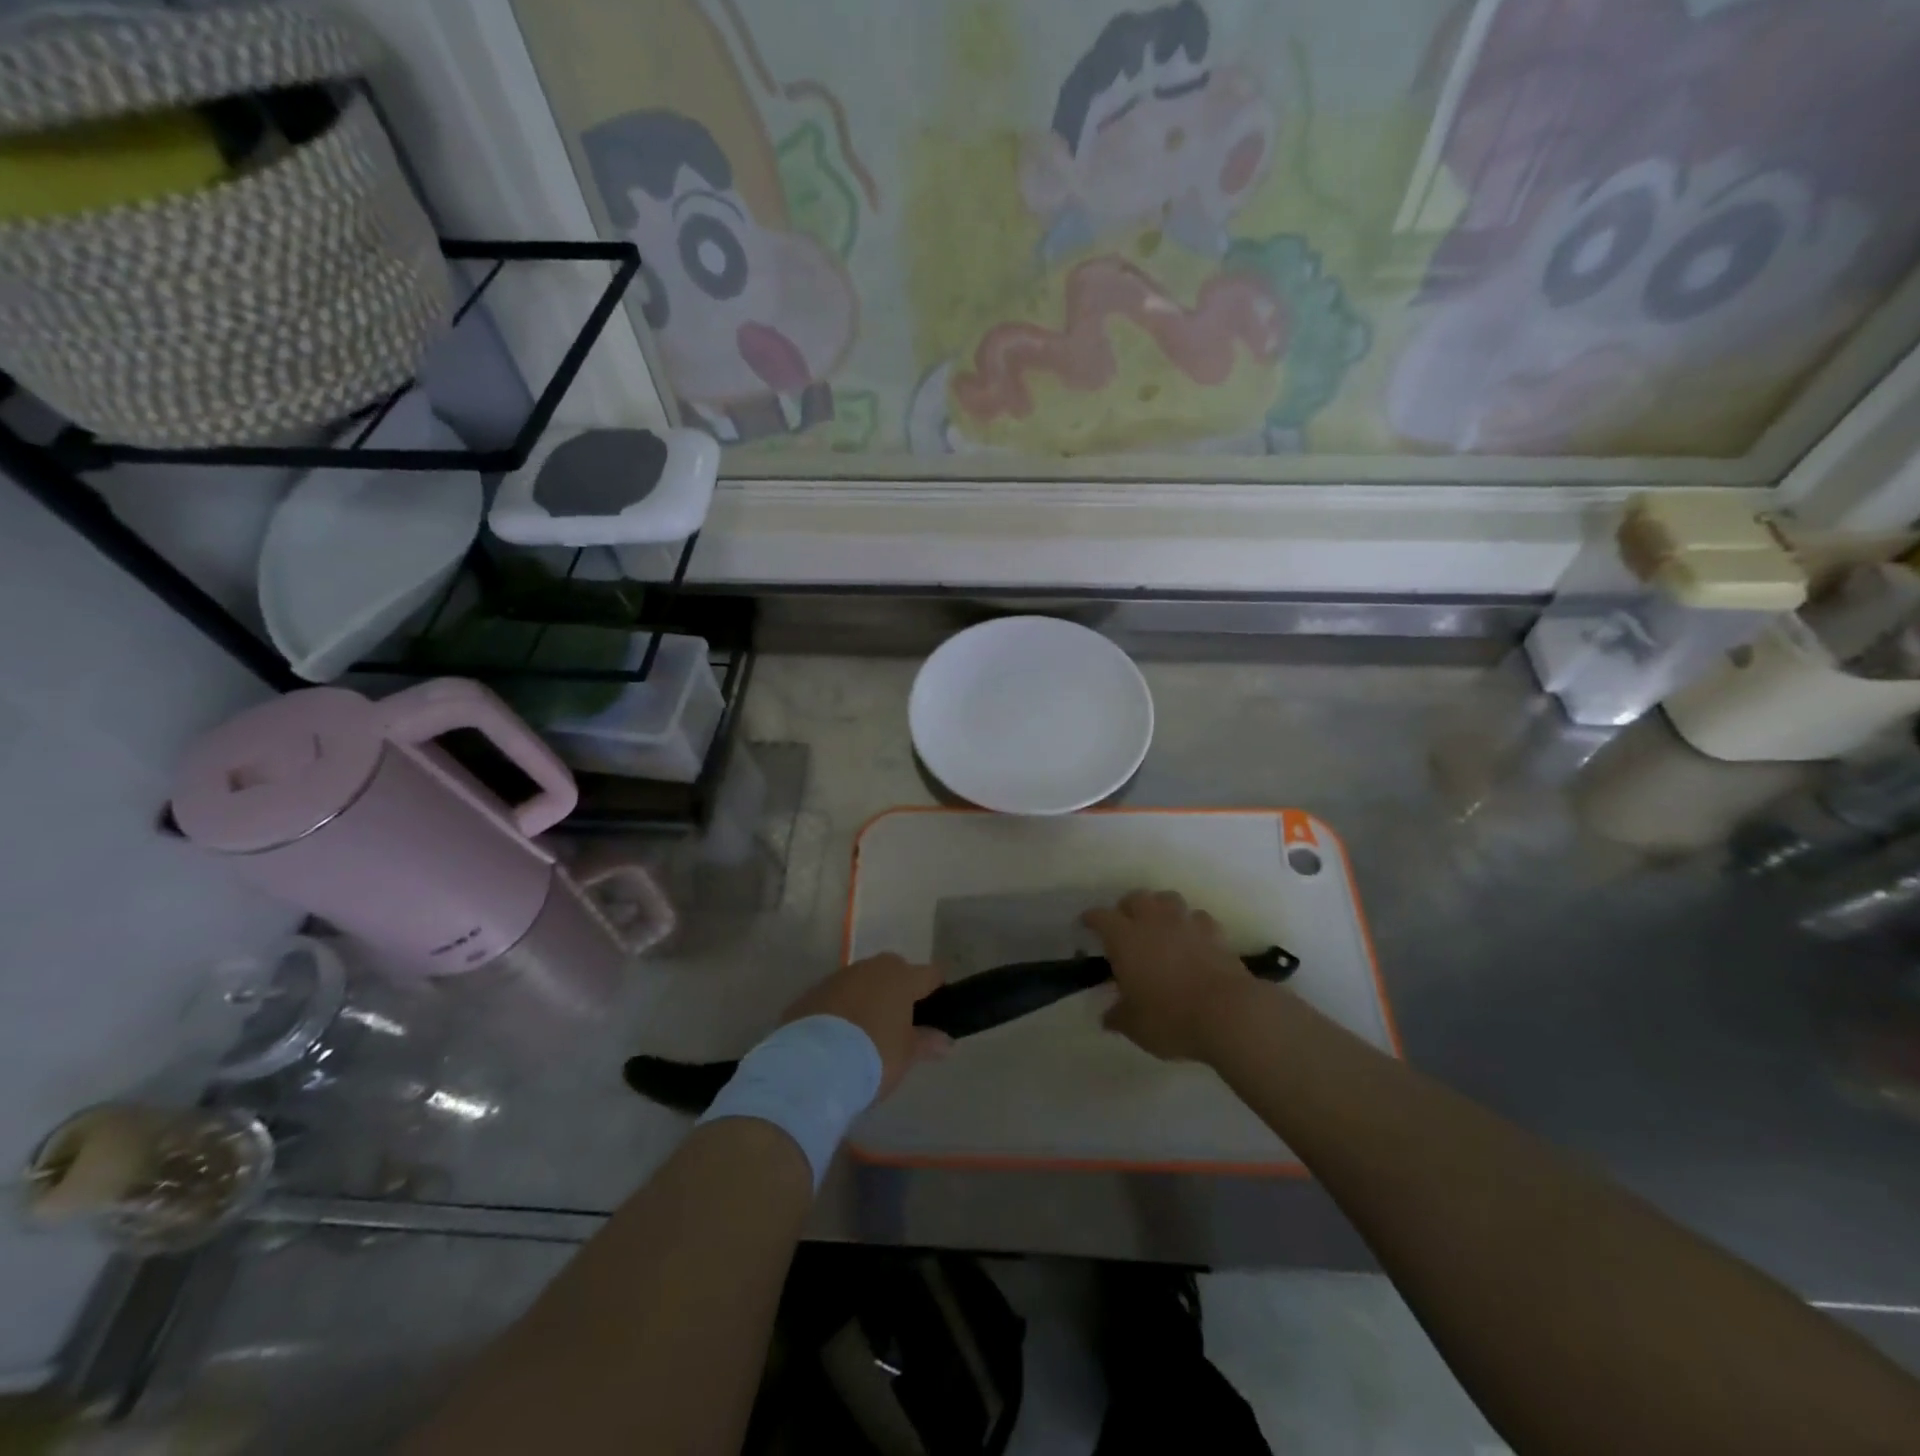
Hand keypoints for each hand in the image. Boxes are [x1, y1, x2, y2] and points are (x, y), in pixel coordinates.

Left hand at [781, 954, 951, 1097]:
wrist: (810, 1066)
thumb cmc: (872, 1055)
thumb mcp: (906, 1055)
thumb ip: (927, 1042)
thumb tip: (946, 1041)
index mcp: (901, 977)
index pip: (931, 974)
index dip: (937, 991)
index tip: (937, 1013)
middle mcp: (871, 967)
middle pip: (895, 972)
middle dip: (899, 992)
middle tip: (899, 1026)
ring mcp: (838, 977)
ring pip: (862, 982)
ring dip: (867, 999)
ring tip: (865, 1034)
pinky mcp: (811, 993)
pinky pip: (836, 996)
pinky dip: (841, 1010)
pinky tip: (837, 1037)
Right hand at [1081, 890, 1257, 1062]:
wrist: (1228, 1013)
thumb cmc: (1171, 1018)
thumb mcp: (1135, 1026)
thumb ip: (1118, 1017)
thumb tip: (1108, 1016)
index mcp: (1125, 939)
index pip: (1101, 917)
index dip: (1091, 919)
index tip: (1087, 924)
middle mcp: (1153, 922)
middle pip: (1136, 897)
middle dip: (1127, 907)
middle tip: (1125, 924)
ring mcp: (1186, 923)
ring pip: (1168, 899)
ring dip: (1160, 907)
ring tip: (1159, 925)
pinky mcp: (1215, 932)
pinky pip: (1198, 917)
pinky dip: (1191, 924)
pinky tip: (1192, 938)